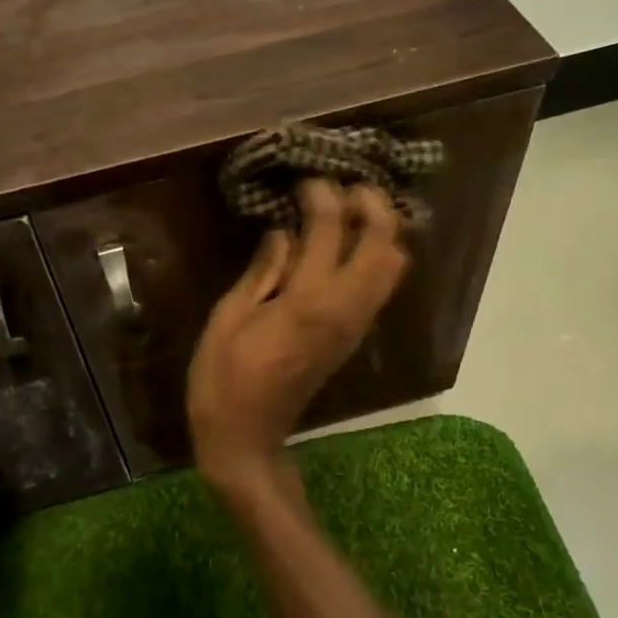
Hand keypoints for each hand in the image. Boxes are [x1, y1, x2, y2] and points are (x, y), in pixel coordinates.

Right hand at [187, 180, 409, 491]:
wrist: (248, 437)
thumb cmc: (224, 378)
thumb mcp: (229, 317)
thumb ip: (263, 271)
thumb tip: (283, 234)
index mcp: (309, 299)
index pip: (331, 228)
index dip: (322, 195)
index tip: (306, 180)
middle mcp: (346, 307)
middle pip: (386, 242)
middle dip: (371, 204)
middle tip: (344, 188)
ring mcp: (356, 324)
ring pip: (394, 265)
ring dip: (379, 230)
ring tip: (347, 214)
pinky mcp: (354, 337)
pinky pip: (381, 287)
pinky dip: (375, 256)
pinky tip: (343, 248)